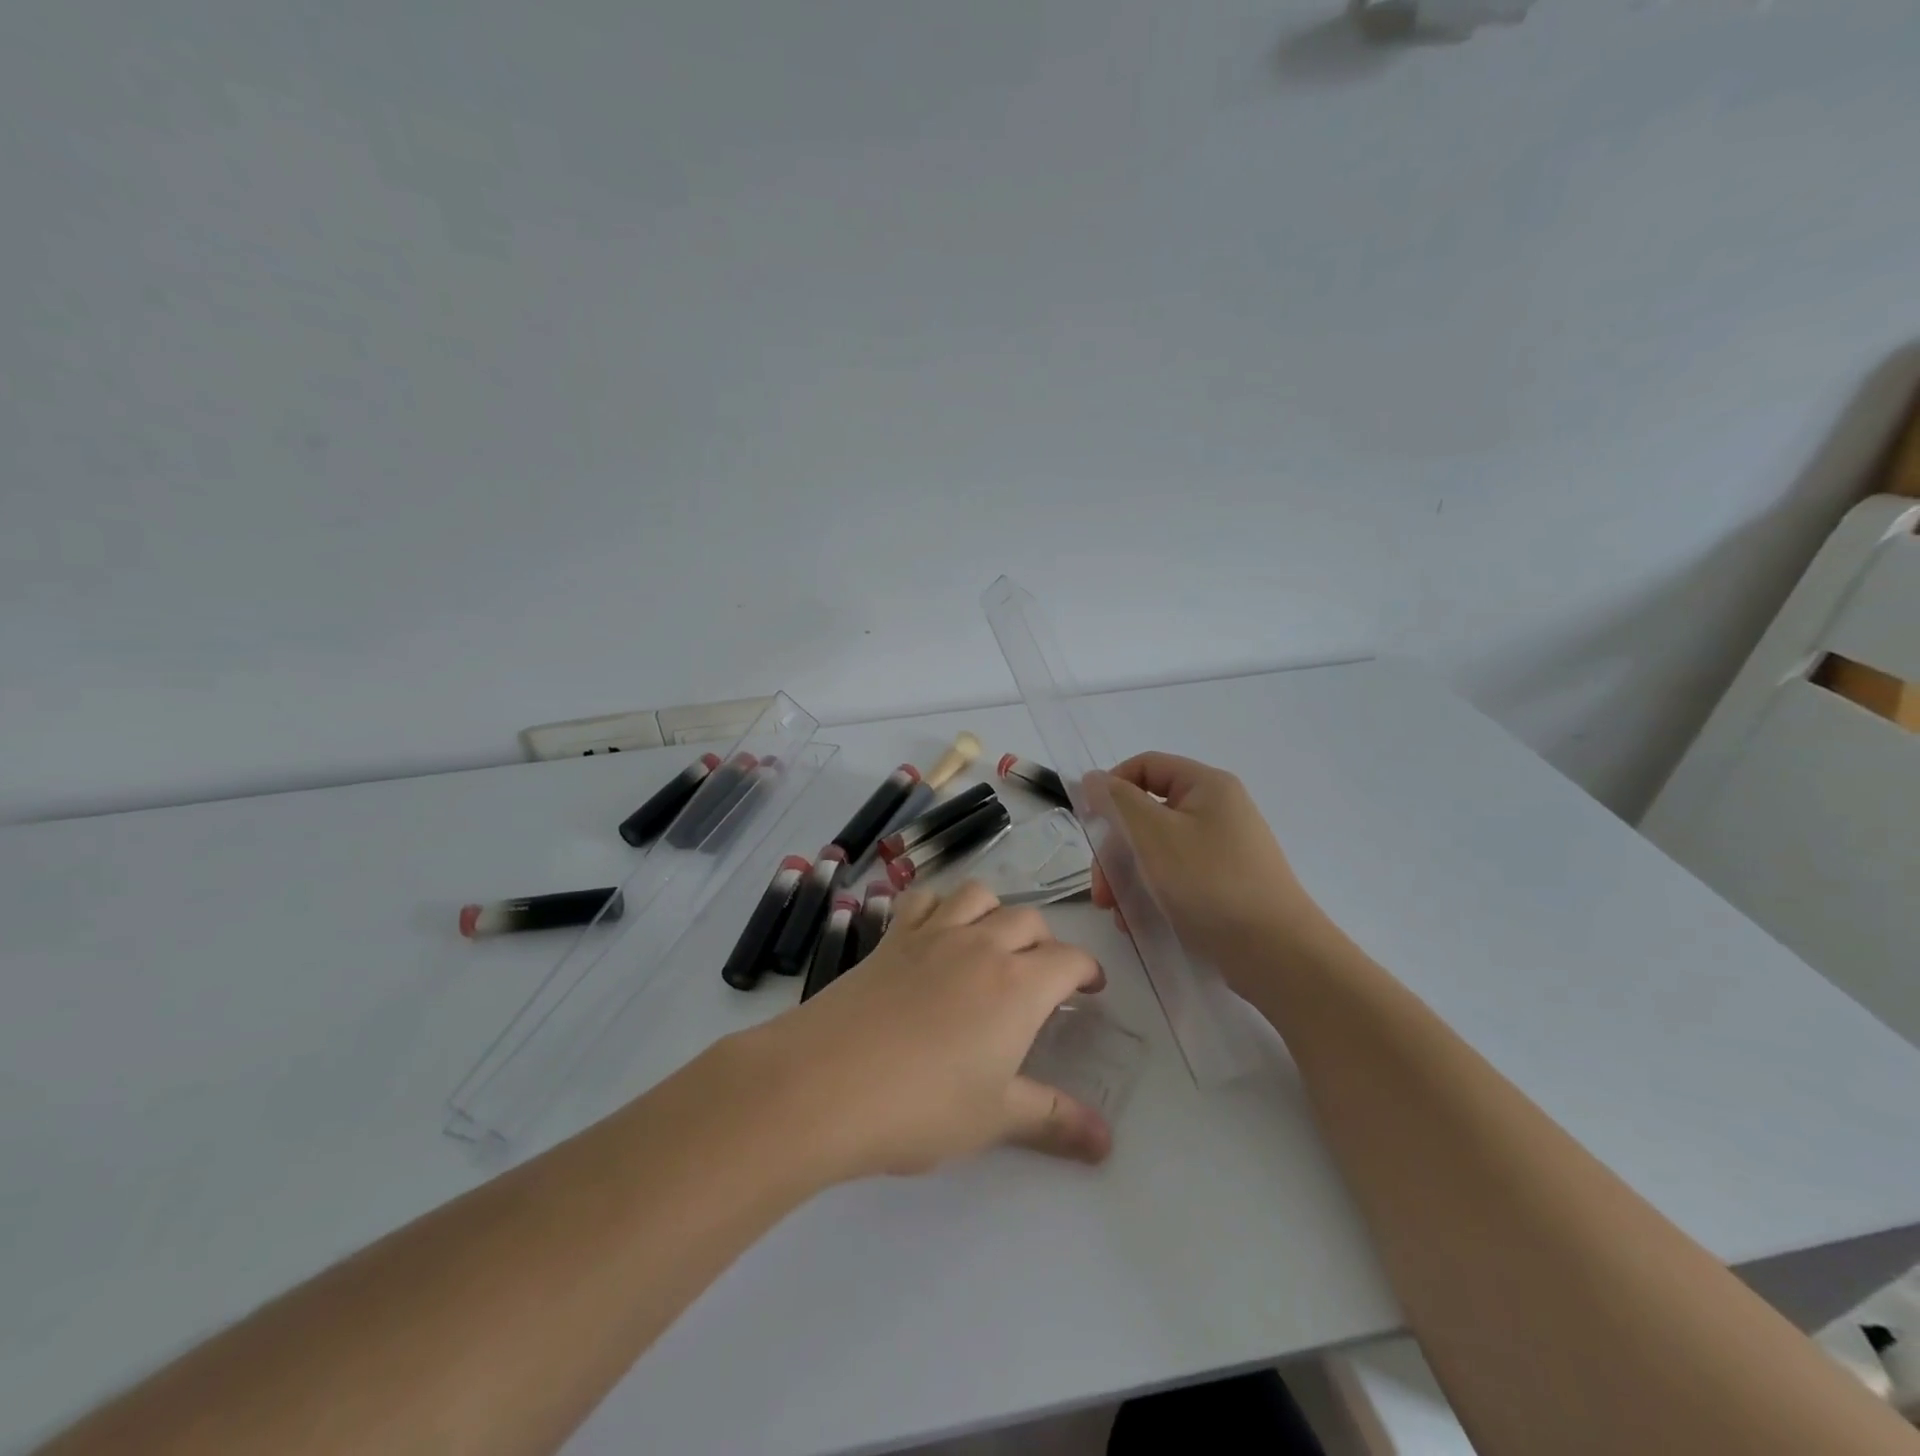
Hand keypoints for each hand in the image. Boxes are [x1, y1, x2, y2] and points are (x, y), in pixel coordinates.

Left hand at [739, 881, 1110, 1181]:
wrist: (826, 1082)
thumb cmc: (922, 1105)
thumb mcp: (995, 1117)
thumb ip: (1054, 1120)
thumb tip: (1107, 1142)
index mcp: (1018, 985)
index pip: (1069, 959)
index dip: (1087, 969)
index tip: (1090, 987)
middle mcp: (981, 945)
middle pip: (1028, 920)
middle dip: (1045, 941)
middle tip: (1043, 974)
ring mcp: (932, 934)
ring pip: (978, 895)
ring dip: (996, 910)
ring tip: (993, 941)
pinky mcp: (891, 937)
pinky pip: (923, 898)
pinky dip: (940, 903)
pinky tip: (936, 928)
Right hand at [1086, 751, 1342, 996]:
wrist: (1277, 954)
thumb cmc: (1209, 884)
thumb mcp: (1153, 836)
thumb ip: (1118, 802)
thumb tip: (1094, 778)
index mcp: (1207, 786)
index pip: (1146, 766)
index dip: (1111, 788)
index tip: (1089, 824)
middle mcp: (1218, 810)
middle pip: (1148, 813)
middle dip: (1116, 848)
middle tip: (1100, 888)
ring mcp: (1224, 850)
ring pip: (1157, 850)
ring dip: (1128, 877)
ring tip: (1116, 913)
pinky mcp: (1225, 885)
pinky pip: (1176, 877)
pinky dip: (1152, 894)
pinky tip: (1137, 923)